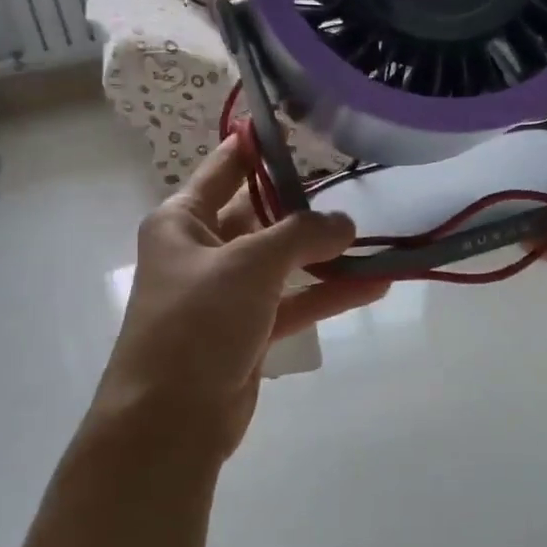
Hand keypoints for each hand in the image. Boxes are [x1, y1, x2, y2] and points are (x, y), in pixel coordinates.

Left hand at [93, 138, 390, 462]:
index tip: (301, 126)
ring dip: (325, 255)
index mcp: (182, 221)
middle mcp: (201, 251)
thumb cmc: (197, 323)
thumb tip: (345, 223)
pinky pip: (292, 302)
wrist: (169, 420)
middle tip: (358, 188)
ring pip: (282, 262)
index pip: (226, 168)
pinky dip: (327, 294)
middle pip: (260, 215)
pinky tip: (373, 285)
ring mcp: (225, 294)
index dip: (260, 146)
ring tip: (376, 239)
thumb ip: (301, 235)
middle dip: (305, 206)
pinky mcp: (247, 331)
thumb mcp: (249, 265)